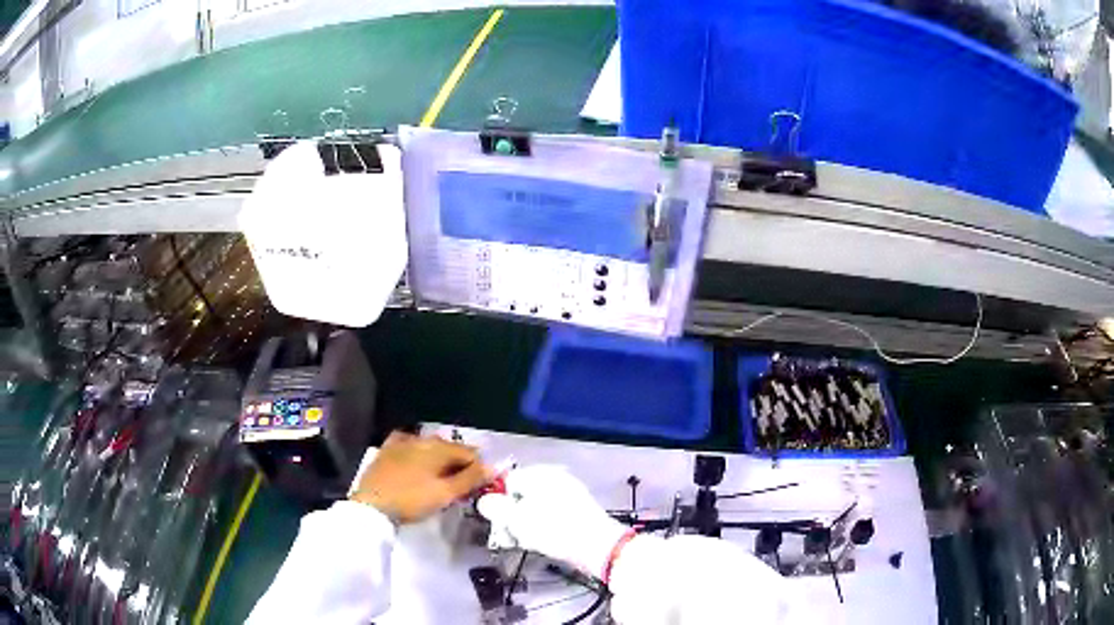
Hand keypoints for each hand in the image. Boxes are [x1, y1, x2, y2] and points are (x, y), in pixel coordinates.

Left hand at [351, 431, 489, 523]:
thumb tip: (492, 468)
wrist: (372, 504)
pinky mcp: (387, 449)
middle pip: (450, 449)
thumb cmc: (412, 500)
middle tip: (463, 487)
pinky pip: (409, 446)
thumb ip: (470, 479)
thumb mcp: (445, 493)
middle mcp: (422, 438)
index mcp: (439, 447)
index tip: (481, 486)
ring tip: (442, 479)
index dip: (479, 468)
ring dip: (440, 460)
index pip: (469, 453)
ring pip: (430, 447)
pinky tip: (417, 463)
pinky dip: (419, 454)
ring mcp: (402, 442)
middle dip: (460, 464)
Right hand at [477, 465, 628, 579]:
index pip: (507, 481)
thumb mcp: (516, 518)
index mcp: (540, 474)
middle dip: (511, 516)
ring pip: (535, 508)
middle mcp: (555, 479)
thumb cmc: (554, 529)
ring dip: (525, 525)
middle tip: (509, 535)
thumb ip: (495, 507)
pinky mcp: (578, 513)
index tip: (496, 521)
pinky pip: (551, 516)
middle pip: (521, 495)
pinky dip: (542, 528)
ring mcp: (569, 495)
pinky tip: (542, 542)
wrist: (598, 546)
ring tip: (526, 541)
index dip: (497, 501)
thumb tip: (484, 501)